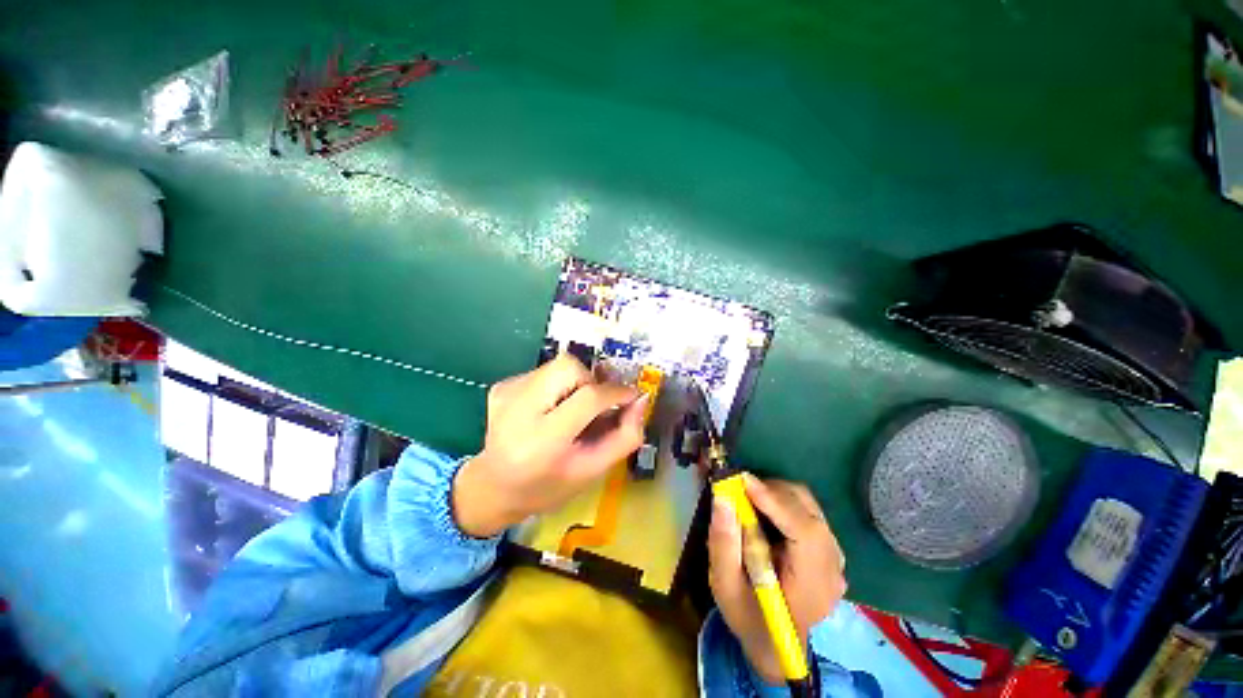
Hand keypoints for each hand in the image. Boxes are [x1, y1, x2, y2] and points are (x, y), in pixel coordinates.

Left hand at [452, 354, 647, 537]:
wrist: (494, 487)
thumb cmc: (548, 486)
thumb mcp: (593, 471)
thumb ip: (625, 436)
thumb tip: (641, 399)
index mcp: (542, 442)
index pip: (588, 398)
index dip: (616, 392)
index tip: (631, 396)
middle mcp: (518, 410)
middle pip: (569, 367)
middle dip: (590, 381)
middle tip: (593, 406)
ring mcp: (506, 393)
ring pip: (558, 365)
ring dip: (574, 383)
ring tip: (569, 410)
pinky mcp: (502, 385)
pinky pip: (544, 371)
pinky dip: (556, 385)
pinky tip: (548, 410)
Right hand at [708, 475, 846, 684]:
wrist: (775, 643)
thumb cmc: (748, 617)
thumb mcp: (725, 586)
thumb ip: (723, 544)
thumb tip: (722, 498)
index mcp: (811, 586)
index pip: (805, 533)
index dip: (776, 502)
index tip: (743, 480)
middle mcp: (832, 567)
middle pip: (808, 512)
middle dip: (772, 491)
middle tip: (738, 487)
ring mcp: (834, 556)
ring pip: (809, 505)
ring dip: (776, 493)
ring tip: (748, 498)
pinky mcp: (827, 547)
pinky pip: (807, 510)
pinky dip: (783, 500)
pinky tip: (763, 510)